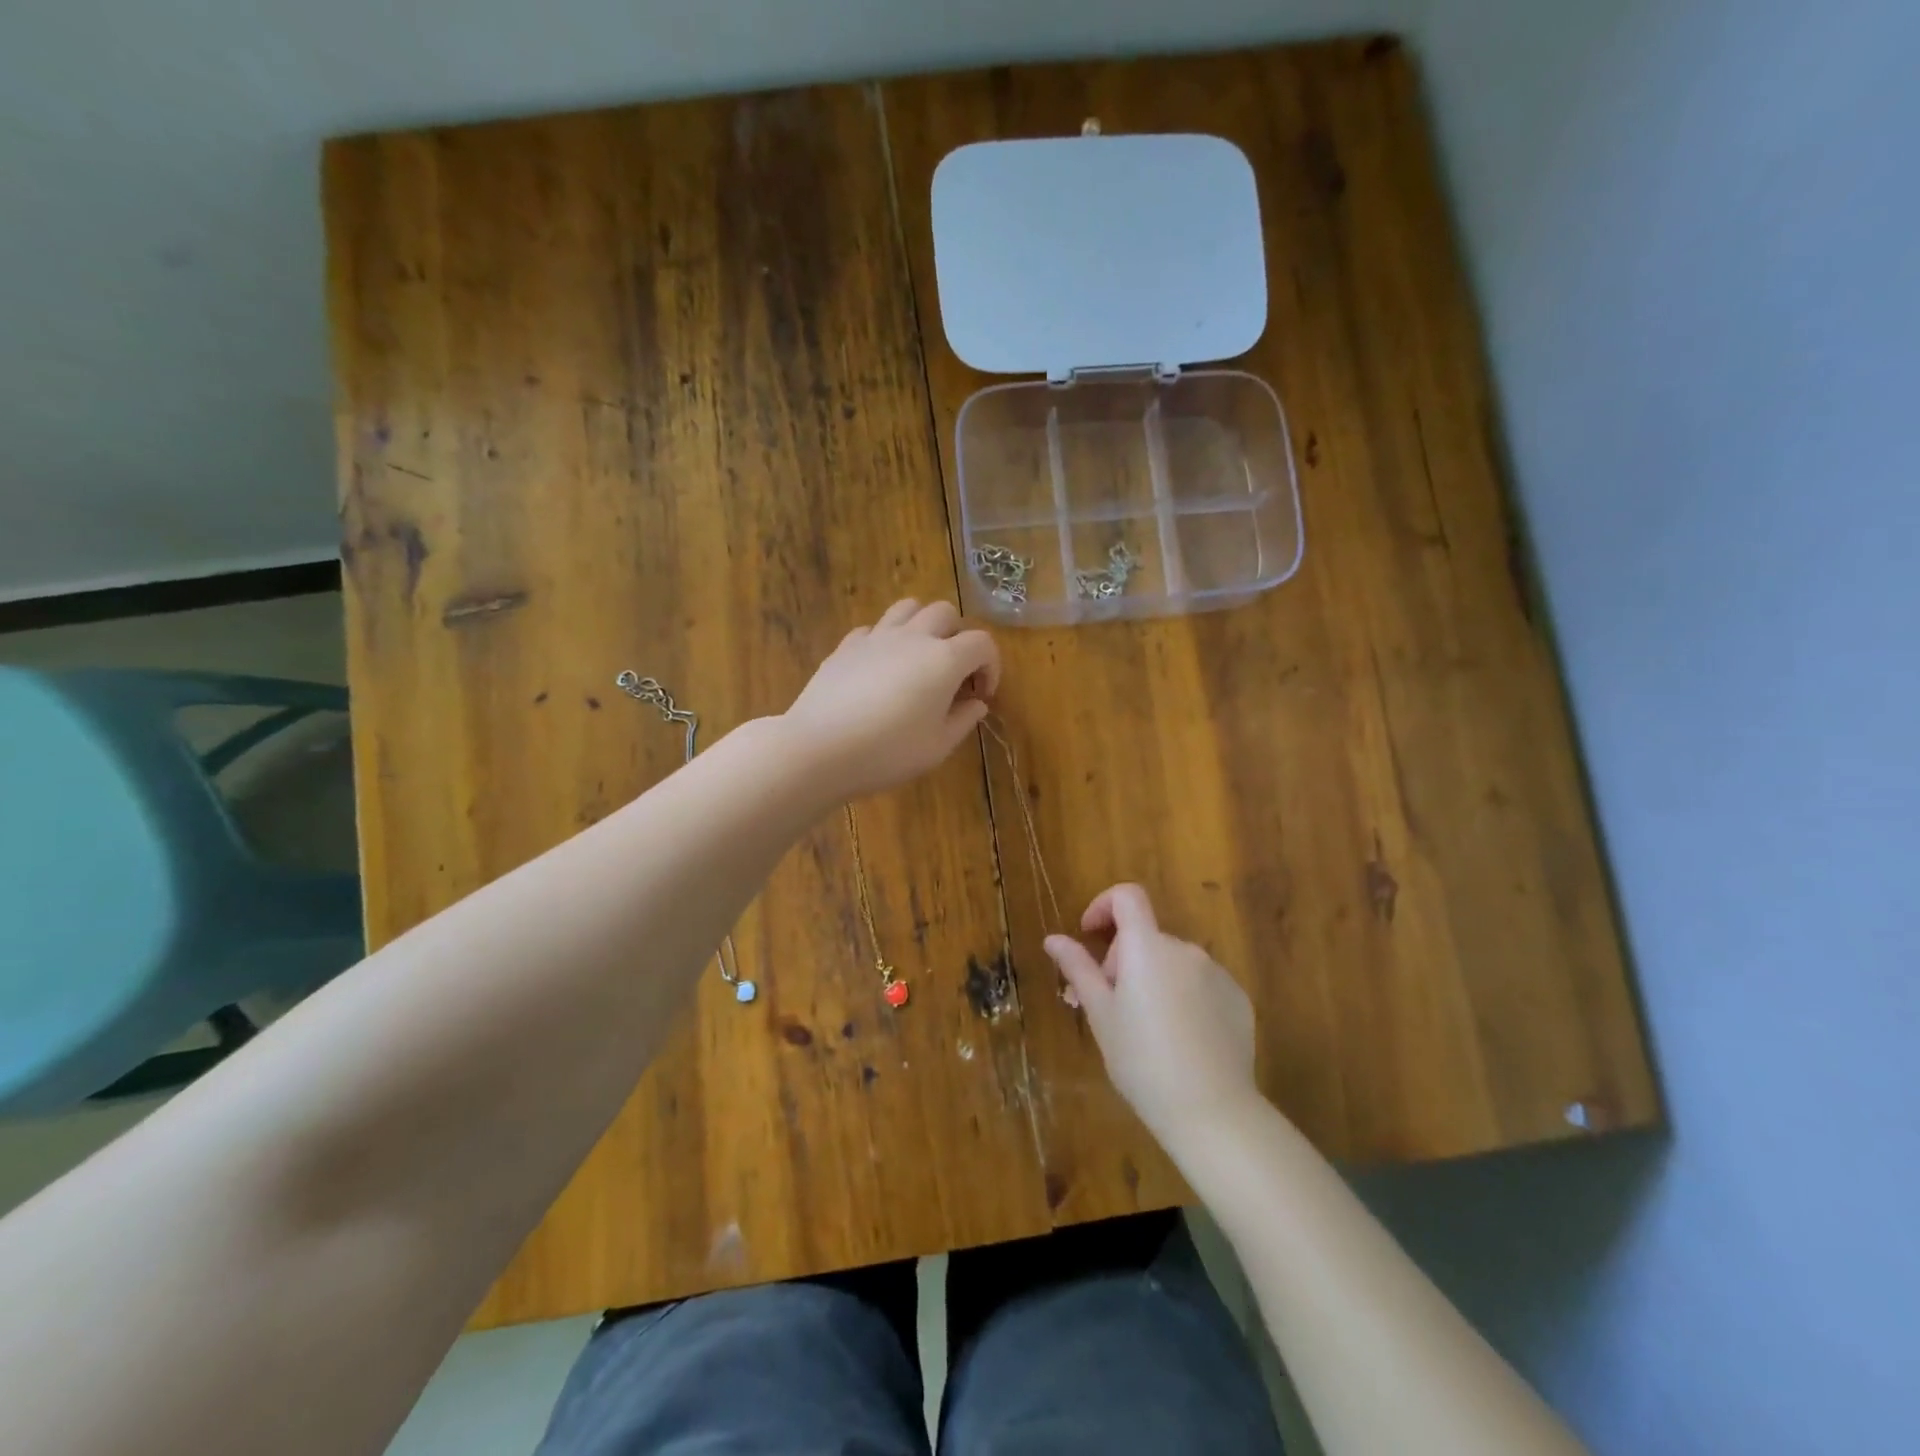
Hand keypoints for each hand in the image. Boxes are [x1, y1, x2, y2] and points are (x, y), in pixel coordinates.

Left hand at [782, 599, 1000, 800]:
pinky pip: (873, 629)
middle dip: (957, 637)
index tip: (981, 695)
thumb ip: (963, 720)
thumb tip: (976, 703)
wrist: (819, 749)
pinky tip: (880, 668)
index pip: (982, 643)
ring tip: (918, 658)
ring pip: (908, 608)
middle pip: (945, 612)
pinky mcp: (846, 646)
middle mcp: (913, 637)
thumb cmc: (888, 752)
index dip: (991, 666)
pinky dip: (885, 641)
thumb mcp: (937, 747)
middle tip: (952, 674)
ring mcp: (876, 637)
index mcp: (944, 660)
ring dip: (922, 625)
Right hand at [1044, 884, 1257, 1146]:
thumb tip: (1054, 939)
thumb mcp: (1100, 1015)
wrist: (1211, 1112)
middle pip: (1146, 937)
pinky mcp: (1238, 999)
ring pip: (1173, 963)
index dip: (1104, 905)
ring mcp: (1217, 973)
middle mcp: (1185, 949)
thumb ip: (1078, 969)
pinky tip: (1181, 1040)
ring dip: (1154, 979)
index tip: (1090, 935)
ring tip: (1147, 1030)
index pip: (1127, 896)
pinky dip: (1184, 997)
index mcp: (1147, 947)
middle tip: (1110, 1007)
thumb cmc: (1142, 1061)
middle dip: (1123, 961)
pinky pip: (1202, 984)